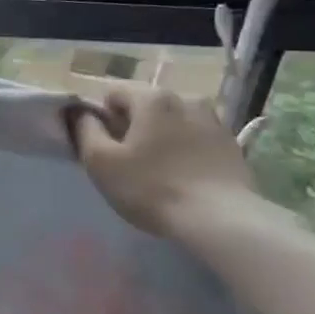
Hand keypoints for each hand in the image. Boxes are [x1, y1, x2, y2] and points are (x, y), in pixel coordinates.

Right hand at [65, 84, 258, 237]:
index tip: (105, 147)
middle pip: (145, 106)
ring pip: (172, 121)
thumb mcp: (100, 161)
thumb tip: (82, 113)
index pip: (113, 93)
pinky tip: (183, 176)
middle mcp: (185, 98)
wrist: (220, 220)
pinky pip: (195, 137)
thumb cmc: (151, 187)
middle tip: (129, 161)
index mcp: (152, 97)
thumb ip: (85, 129)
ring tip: (159, 169)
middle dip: (132, 126)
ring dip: (161, 136)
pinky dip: (185, 149)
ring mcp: (214, 120)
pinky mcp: (232, 144)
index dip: (102, 118)